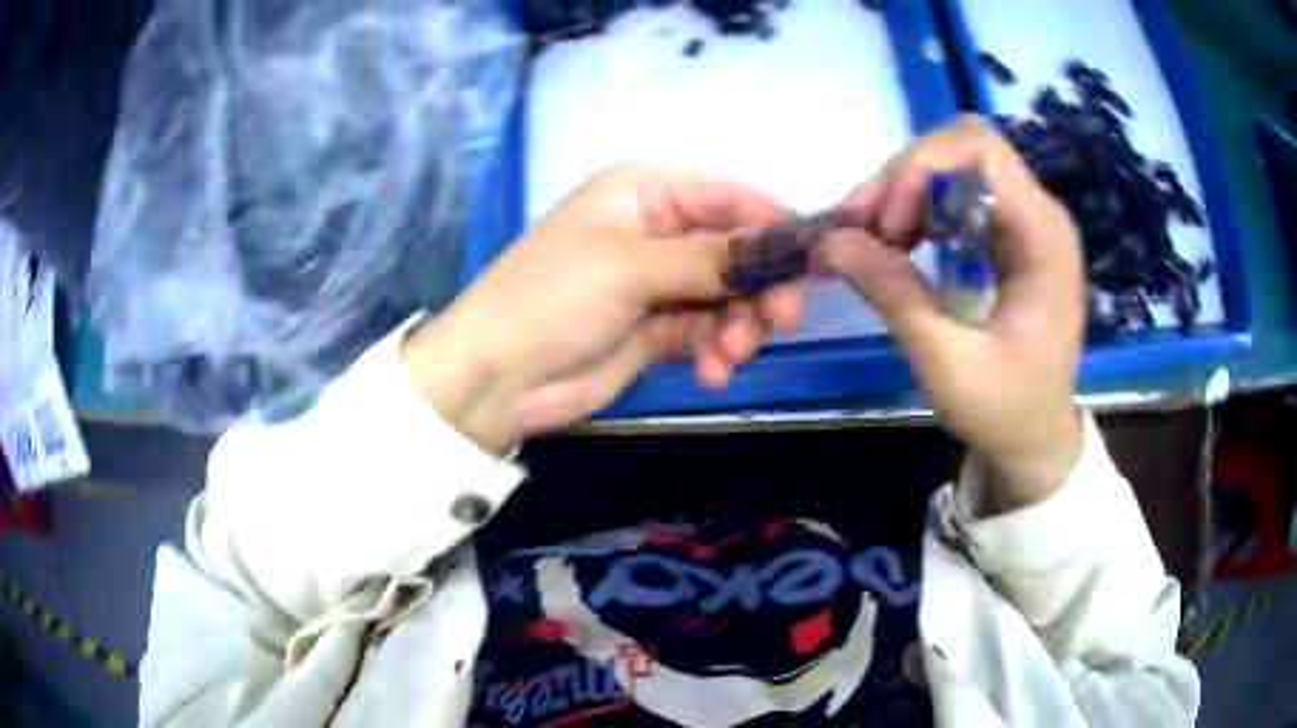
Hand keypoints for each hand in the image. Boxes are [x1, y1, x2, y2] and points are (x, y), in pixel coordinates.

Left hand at [401, 165, 802, 452]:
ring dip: (740, 326)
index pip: (727, 195)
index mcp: (644, 194)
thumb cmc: (552, 299)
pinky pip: (708, 332)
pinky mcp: (657, 329)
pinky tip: (712, 372)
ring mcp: (659, 283)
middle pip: (736, 249)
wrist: (497, 377)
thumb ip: (709, 257)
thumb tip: (779, 247)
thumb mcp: (629, 267)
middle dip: (759, 286)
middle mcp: (657, 231)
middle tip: (779, 322)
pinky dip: (718, 351)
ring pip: (728, 295)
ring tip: (730, 356)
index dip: (771, 224)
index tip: (810, 261)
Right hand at [819, 116, 1085, 510]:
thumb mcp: (947, 365)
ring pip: (954, 163)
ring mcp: (1026, 219)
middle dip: (905, 177)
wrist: (1037, 437)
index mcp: (1043, 238)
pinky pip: (956, 192)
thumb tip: (828, 240)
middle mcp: (1040, 214)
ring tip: (873, 241)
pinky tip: (899, 244)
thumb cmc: (1005, 411)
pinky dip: (917, 208)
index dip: (921, 168)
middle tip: (865, 232)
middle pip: (962, 147)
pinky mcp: (1009, 232)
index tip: (886, 226)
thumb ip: (893, 295)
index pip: (980, 150)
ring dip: (904, 191)